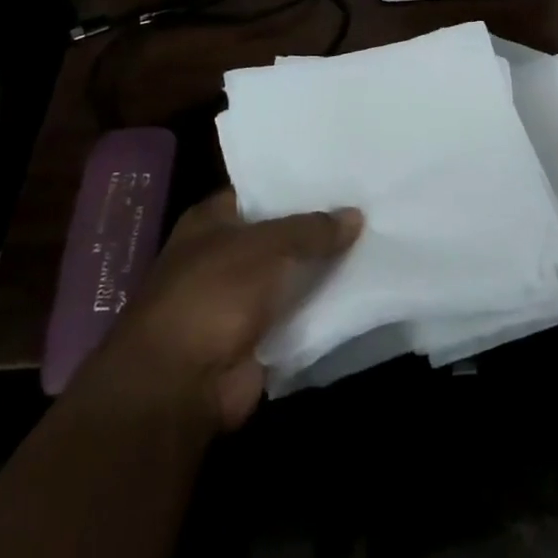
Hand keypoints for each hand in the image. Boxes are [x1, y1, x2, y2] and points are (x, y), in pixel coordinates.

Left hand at [86, 190, 361, 432]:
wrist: (181, 385)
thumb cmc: (213, 294)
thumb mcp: (267, 246)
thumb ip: (312, 229)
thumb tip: (356, 214)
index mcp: (211, 222)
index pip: (259, 191)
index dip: (296, 184)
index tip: (339, 172)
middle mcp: (223, 256)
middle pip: (280, 234)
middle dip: (318, 226)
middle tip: (368, 204)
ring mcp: (239, 299)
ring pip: (292, 274)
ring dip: (325, 268)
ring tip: (377, 241)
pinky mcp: (257, 337)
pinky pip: (298, 313)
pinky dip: (323, 307)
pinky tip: (363, 288)